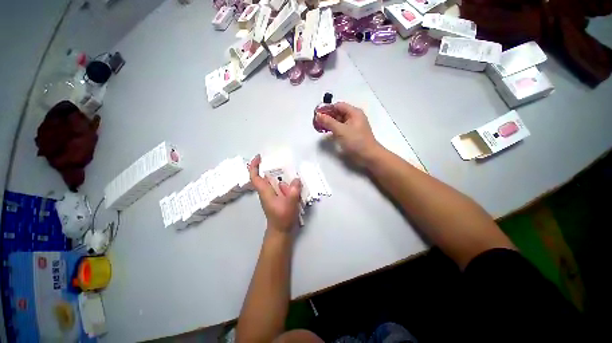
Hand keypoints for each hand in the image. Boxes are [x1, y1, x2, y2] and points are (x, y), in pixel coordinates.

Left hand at [248, 155, 301, 233]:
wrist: (281, 230)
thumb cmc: (282, 218)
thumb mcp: (290, 204)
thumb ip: (293, 192)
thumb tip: (296, 179)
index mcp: (265, 192)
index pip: (255, 177)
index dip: (254, 166)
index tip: (259, 157)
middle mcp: (266, 191)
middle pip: (265, 176)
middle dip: (271, 167)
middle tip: (282, 160)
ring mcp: (272, 195)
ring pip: (273, 181)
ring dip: (280, 175)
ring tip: (291, 170)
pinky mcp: (277, 197)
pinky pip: (279, 186)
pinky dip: (285, 182)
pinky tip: (294, 182)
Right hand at [315, 102, 382, 163]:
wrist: (368, 156)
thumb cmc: (356, 141)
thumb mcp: (340, 130)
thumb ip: (328, 122)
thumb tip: (318, 115)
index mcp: (354, 112)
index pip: (338, 106)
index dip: (327, 109)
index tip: (317, 114)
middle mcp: (354, 117)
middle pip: (338, 113)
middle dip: (328, 116)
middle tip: (317, 122)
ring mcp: (353, 126)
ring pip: (339, 121)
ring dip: (330, 123)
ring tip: (320, 127)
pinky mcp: (352, 134)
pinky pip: (341, 128)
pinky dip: (334, 129)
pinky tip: (328, 133)